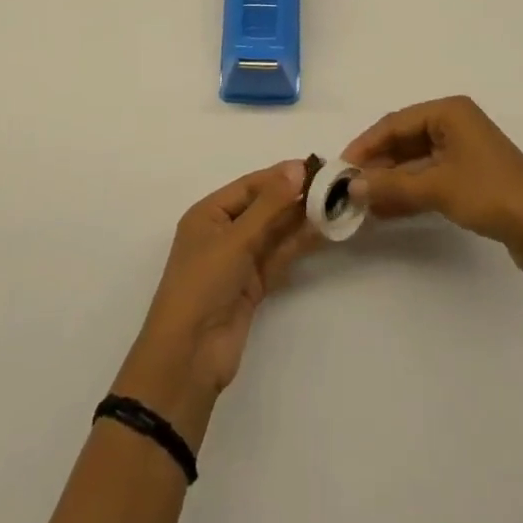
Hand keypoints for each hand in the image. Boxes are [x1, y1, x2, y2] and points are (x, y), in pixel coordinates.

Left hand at [112, 161, 314, 445]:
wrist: (190, 356)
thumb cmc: (204, 284)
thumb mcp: (235, 239)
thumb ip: (269, 205)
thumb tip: (297, 168)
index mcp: (208, 213)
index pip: (250, 185)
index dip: (280, 175)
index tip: (315, 166)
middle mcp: (223, 231)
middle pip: (263, 207)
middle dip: (293, 196)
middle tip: (331, 185)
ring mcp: (238, 260)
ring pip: (273, 232)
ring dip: (299, 220)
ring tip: (332, 204)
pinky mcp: (252, 286)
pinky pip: (277, 256)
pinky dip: (297, 244)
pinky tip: (320, 232)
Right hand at [343, 96, 522, 273]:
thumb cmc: (490, 193)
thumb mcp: (437, 188)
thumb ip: (392, 186)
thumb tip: (352, 186)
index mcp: (448, 112)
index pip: (395, 123)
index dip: (366, 145)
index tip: (342, 166)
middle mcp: (455, 124)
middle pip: (405, 141)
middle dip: (378, 164)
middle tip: (350, 187)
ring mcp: (464, 151)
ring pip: (416, 162)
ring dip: (392, 181)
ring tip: (364, 202)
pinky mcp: (471, 177)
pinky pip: (430, 177)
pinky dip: (410, 191)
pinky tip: (387, 210)